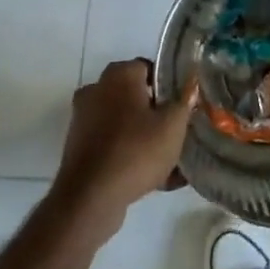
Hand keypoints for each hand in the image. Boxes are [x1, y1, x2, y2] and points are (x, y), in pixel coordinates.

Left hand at [49, 60, 195, 225]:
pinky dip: (130, 155)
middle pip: (136, 96)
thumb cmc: (136, 151)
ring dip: (145, 137)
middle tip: (178, 129)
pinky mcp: (78, 149)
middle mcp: (97, 90)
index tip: (184, 104)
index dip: (170, 85)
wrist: (89, 200)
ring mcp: (84, 120)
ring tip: (172, 161)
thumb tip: (191, 82)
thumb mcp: (173, 125)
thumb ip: (185, 100)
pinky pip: (113, 146)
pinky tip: (156, 179)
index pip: (149, 68)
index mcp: (120, 75)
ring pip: (125, 123)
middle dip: (157, 112)